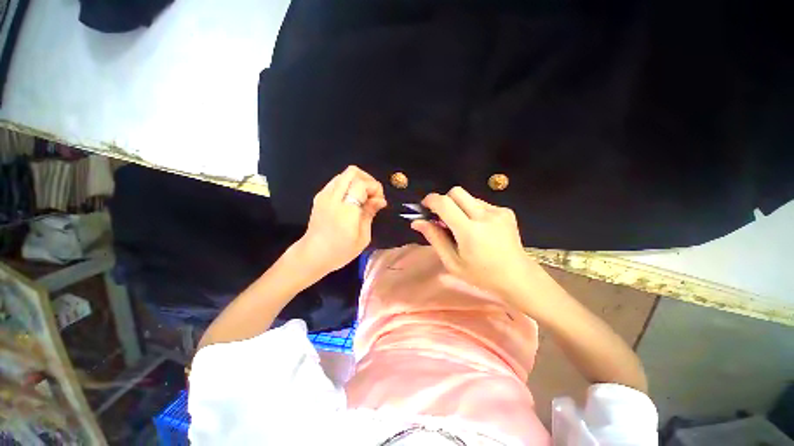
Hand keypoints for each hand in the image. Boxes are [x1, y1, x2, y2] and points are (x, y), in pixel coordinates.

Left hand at [298, 166, 386, 273]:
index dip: (375, 187)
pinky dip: (348, 185)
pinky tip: (351, 200)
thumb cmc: (340, 251)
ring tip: (363, 197)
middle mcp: (333, 198)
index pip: (362, 184)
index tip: (379, 202)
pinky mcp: (319, 197)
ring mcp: (324, 195)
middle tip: (373, 195)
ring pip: (344, 174)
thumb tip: (380, 200)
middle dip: (367, 179)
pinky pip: (336, 181)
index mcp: (346, 210)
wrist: (312, 255)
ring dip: (358, 181)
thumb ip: (370, 214)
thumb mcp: (363, 237)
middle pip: (352, 172)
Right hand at [411, 187, 541, 298]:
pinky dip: (473, 211)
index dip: (431, 200)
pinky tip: (479, 228)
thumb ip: (435, 239)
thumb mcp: (452, 263)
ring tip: (463, 227)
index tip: (425, 207)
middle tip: (442, 217)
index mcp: (469, 231)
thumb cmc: (481, 275)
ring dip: (459, 207)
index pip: (444, 203)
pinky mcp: (506, 211)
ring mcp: (498, 212)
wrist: (518, 277)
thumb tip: (417, 222)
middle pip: (456, 192)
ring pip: (468, 197)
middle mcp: (485, 216)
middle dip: (444, 200)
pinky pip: (481, 203)